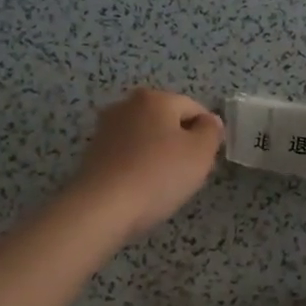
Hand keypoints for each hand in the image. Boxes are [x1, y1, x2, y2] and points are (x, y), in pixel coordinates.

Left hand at [70, 88, 223, 238]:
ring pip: (146, 139)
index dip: (206, 135)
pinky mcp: (93, 153)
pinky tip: (141, 189)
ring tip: (163, 185)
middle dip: (181, 144)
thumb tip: (209, 121)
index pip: (194, 109)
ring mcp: (106, 128)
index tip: (205, 162)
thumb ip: (211, 131)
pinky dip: (138, 167)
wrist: (102, 208)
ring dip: (159, 156)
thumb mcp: (200, 153)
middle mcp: (127, 105)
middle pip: (168, 122)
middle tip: (187, 174)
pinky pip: (128, 155)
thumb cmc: (158, 175)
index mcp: (155, 98)